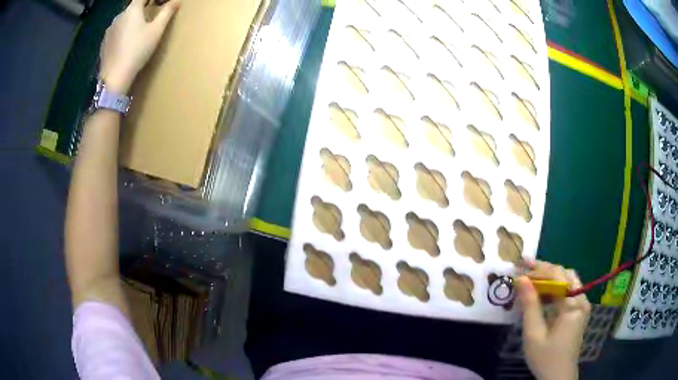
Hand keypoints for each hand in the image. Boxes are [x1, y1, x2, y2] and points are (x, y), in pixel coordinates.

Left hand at [99, 0, 180, 93]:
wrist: (114, 77)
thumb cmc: (137, 50)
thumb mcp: (156, 31)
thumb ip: (167, 12)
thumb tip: (177, 0)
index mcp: (132, 10)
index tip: (159, 3)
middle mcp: (118, 16)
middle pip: (132, 7)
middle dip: (142, 9)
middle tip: (151, 17)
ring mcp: (109, 30)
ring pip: (123, 20)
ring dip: (131, 21)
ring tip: (138, 33)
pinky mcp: (104, 43)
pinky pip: (116, 32)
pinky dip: (122, 33)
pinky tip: (126, 44)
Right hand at [515, 261, 590, 379]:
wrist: (558, 376)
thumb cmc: (545, 357)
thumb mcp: (534, 334)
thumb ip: (529, 305)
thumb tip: (521, 279)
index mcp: (573, 305)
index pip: (558, 276)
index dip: (539, 269)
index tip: (520, 266)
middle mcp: (582, 300)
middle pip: (565, 275)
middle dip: (545, 271)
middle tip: (525, 271)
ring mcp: (582, 305)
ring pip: (567, 281)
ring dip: (550, 279)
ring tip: (531, 282)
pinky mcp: (579, 312)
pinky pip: (568, 292)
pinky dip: (554, 290)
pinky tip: (542, 296)